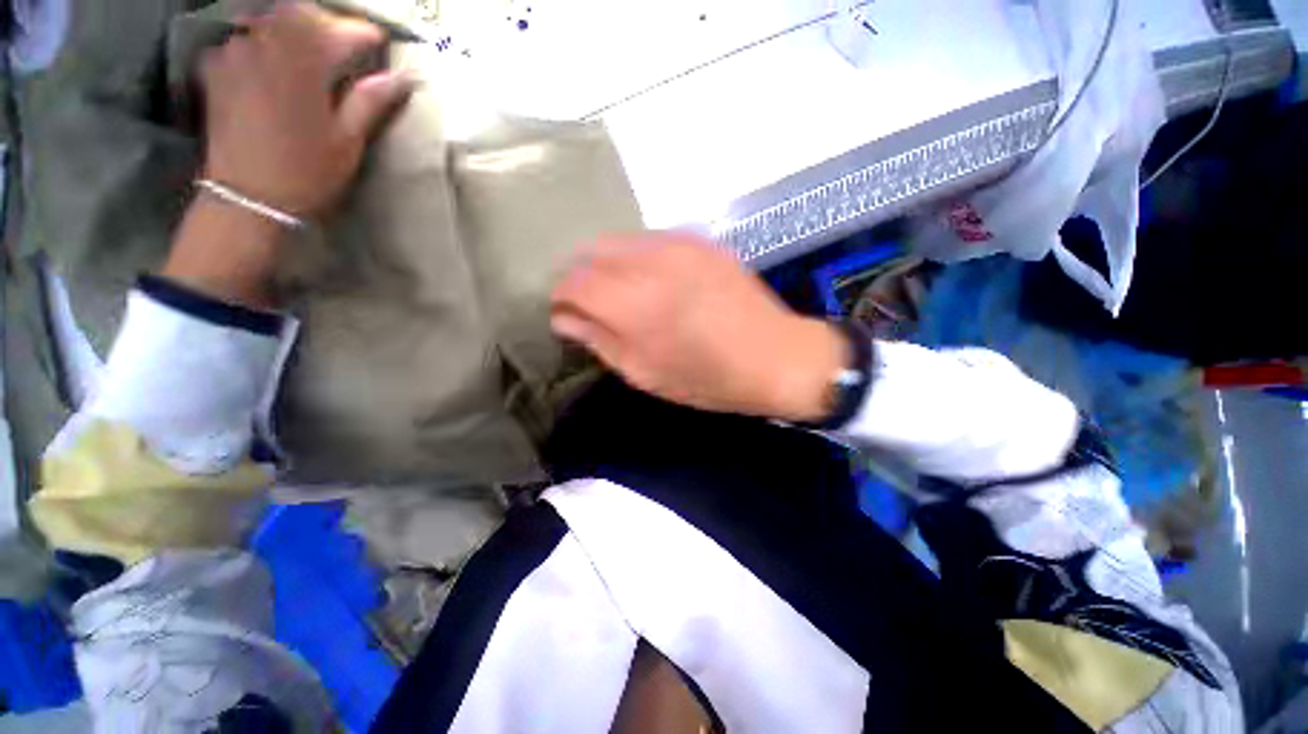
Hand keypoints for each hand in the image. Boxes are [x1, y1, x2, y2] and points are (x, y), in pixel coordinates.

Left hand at [165, 2, 412, 308]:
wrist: (248, 197)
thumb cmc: (306, 172)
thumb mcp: (348, 140)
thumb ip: (370, 100)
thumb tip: (402, 78)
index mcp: (303, 61)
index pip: (343, 31)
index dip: (367, 36)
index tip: (382, 44)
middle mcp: (265, 43)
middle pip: (303, 14)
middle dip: (329, 26)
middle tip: (346, 46)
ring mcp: (235, 50)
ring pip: (273, 20)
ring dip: (297, 30)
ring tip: (312, 55)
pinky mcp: (216, 64)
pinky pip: (245, 35)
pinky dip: (265, 41)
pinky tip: (275, 63)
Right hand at [551, 233, 848, 421]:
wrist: (775, 357)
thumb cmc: (707, 378)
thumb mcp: (645, 373)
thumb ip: (599, 340)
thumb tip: (564, 318)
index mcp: (632, 302)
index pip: (572, 281)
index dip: (562, 297)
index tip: (567, 315)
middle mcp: (650, 261)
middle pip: (591, 251)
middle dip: (583, 277)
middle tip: (594, 306)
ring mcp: (679, 244)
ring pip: (621, 241)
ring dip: (610, 265)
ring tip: (626, 295)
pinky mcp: (701, 241)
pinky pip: (652, 240)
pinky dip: (640, 259)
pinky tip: (657, 282)